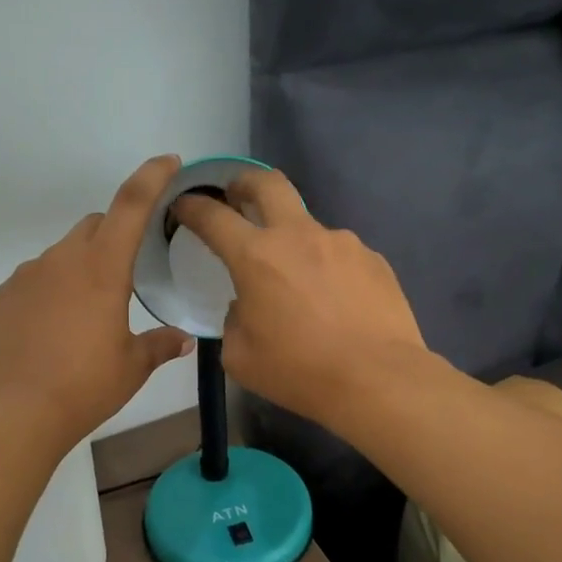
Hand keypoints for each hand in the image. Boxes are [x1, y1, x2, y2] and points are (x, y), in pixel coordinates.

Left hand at [0, 156, 194, 451]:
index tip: (168, 161)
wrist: (11, 414)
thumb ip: (160, 345)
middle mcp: (61, 260)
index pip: (130, 205)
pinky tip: (53, 330)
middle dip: (114, 235)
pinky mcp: (1, 297)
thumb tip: (183, 339)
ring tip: (87, 314)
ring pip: (62, 254)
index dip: (151, 177)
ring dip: (81, 268)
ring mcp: (26, 276)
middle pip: (93, 226)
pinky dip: (51, 290)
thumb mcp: (132, 367)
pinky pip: (35, 280)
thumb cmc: (83, 387)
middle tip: (126, 273)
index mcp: (102, 269)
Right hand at [170, 170, 427, 427]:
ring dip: (292, 241)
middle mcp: (299, 236)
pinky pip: (339, 255)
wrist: (377, 379)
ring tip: (298, 282)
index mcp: (256, 257)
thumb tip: (248, 305)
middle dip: (244, 182)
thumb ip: (235, 319)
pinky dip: (326, 268)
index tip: (184, 205)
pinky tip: (334, 301)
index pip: (213, 217)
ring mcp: (342, 243)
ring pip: (307, 227)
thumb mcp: (241, 356)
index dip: (192, 206)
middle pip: (267, 183)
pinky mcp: (373, 259)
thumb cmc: (300, 371)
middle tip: (236, 195)